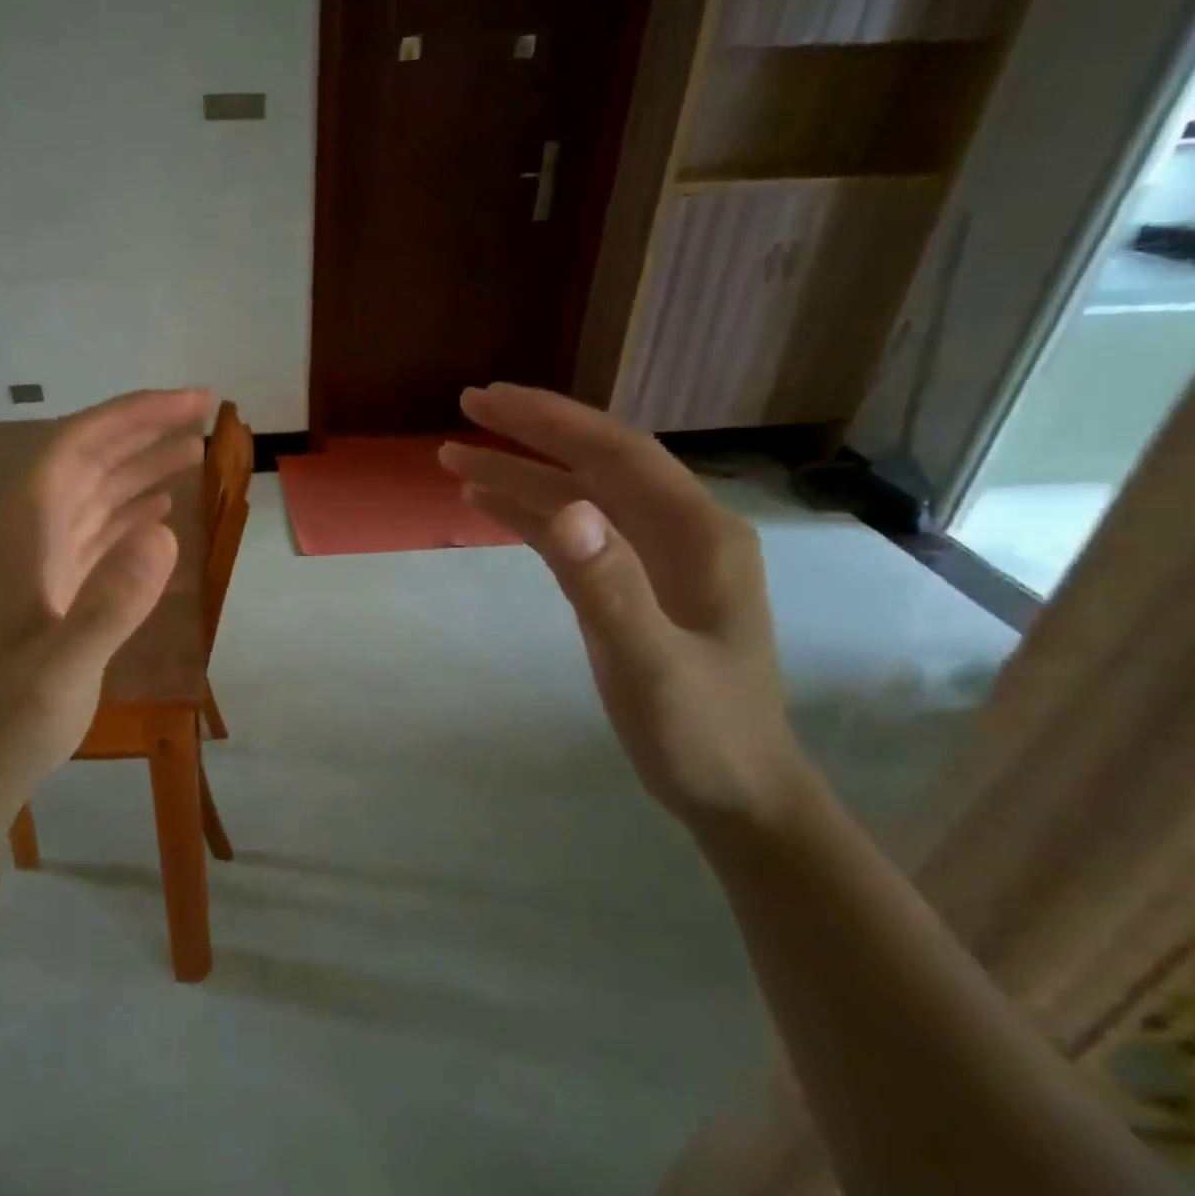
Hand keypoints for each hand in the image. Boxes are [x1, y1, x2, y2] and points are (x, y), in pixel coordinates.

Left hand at [0, 389, 212, 819]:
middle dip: (143, 430)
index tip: (191, 402)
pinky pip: (94, 532)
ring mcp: (37, 561)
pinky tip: (160, 512)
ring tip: (194, 451)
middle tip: (205, 414)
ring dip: (141, 467)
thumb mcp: (62, 669)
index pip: (76, 447)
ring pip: (93, 493)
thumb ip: (110, 603)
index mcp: (20, 534)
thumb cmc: (11, 720)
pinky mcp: (50, 589)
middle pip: (87, 460)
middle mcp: (26, 534)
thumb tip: (167, 533)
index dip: (133, 416)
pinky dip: (130, 513)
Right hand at [440, 384, 816, 831]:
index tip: (486, 400)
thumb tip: (564, 510)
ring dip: (521, 474)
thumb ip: (608, 588)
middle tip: (466, 407)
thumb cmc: (702, 735)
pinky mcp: (634, 584)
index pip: (615, 452)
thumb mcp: (649, 667)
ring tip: (454, 459)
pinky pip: (577, 534)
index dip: (550, 420)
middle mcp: (681, 530)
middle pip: (597, 462)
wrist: (739, 795)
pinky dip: (531, 515)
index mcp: (698, 533)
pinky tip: (490, 506)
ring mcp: (658, 557)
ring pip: (580, 496)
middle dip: (531, 432)